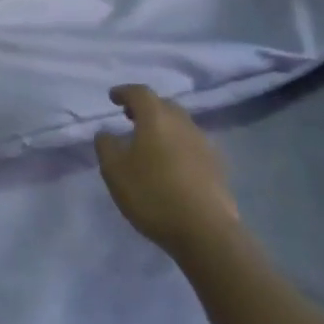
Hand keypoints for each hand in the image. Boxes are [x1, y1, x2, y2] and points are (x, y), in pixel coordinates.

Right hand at [95, 85, 237, 260]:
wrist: (206, 231)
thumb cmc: (152, 194)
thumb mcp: (114, 171)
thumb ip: (106, 146)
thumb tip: (107, 133)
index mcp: (157, 117)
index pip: (139, 93)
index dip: (124, 92)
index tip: (113, 97)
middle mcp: (183, 123)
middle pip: (163, 105)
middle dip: (145, 107)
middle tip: (129, 117)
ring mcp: (203, 144)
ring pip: (180, 125)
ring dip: (163, 127)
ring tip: (149, 143)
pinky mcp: (217, 166)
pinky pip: (191, 145)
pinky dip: (177, 146)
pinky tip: (170, 165)